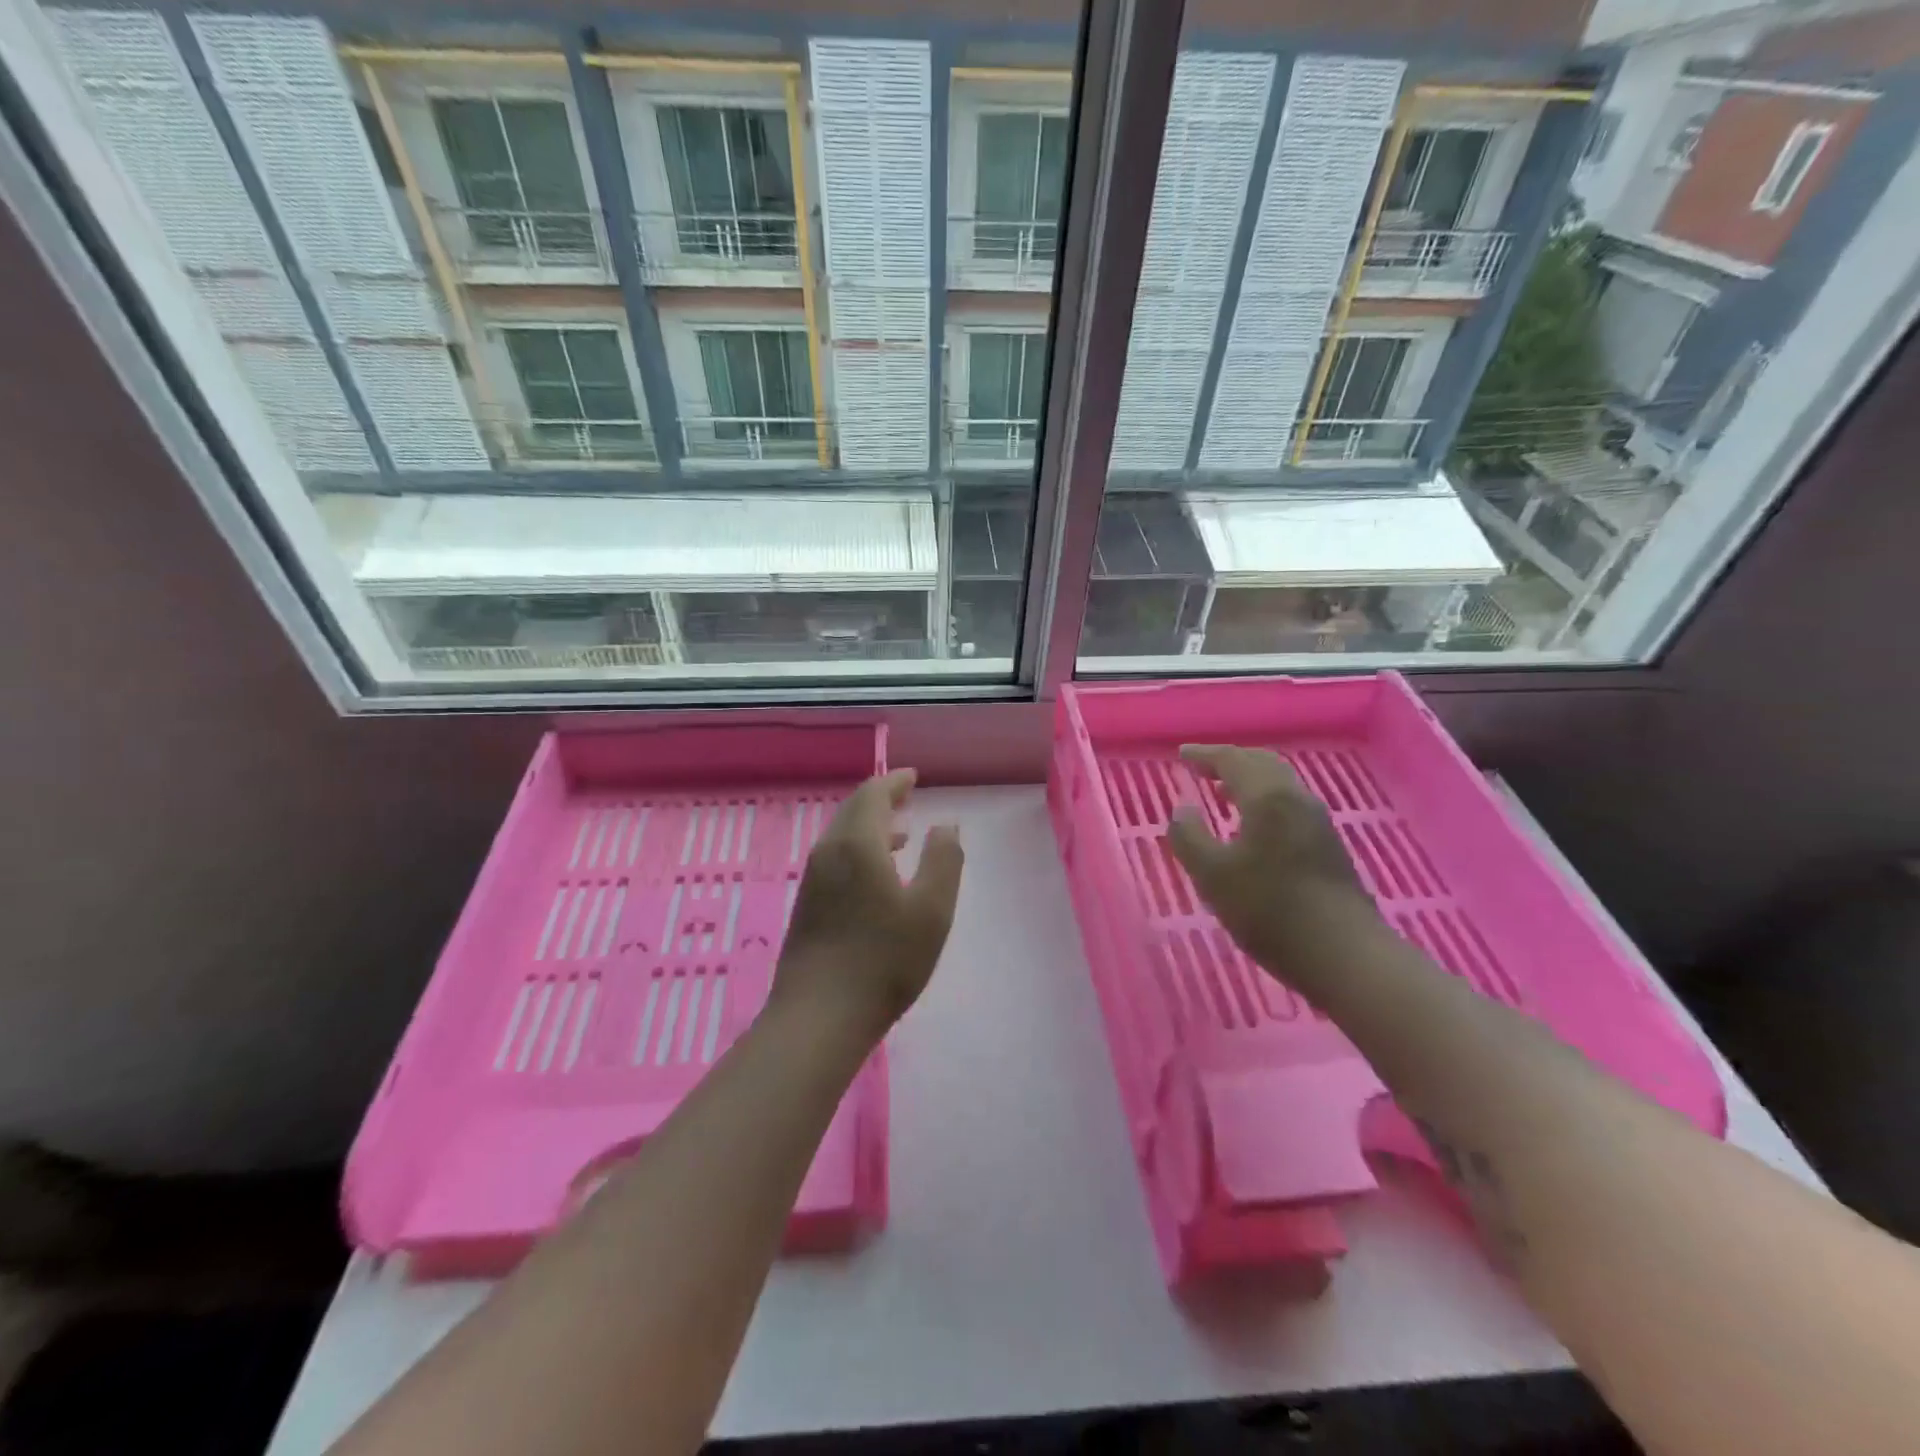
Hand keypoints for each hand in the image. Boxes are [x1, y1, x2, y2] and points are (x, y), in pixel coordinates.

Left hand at [772, 769, 963, 1041]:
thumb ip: (944, 860)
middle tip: (906, 796)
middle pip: (853, 811)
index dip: (894, 782)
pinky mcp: (807, 905)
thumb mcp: (932, 910)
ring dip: (870, 826)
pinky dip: (858, 850)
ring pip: (842, 836)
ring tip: (900, 834)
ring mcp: (813, 880)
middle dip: (881, 800)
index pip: (873, 795)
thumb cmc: (884, 960)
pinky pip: (835, 859)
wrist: (819, 1017)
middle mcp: (829, 852)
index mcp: (858, 844)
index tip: (913, 777)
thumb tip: (945, 825)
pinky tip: (876, 876)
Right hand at [1166, 745, 1378, 990]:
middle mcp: (1296, 798)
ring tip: (1223, 790)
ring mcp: (1317, 821)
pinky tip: (1253, 823)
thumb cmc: (1269, 910)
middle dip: (1230, 760)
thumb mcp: (1212, 875)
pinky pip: (1289, 803)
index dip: (1204, 755)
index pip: (1232, 760)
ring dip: (1249, 779)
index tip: (1182, 754)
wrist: (1344, 954)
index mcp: (1267, 797)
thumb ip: (1189, 837)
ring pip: (1279, 783)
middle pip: (1261, 763)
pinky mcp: (1328, 845)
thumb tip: (1182, 811)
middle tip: (1202, 766)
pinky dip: (1264, 798)